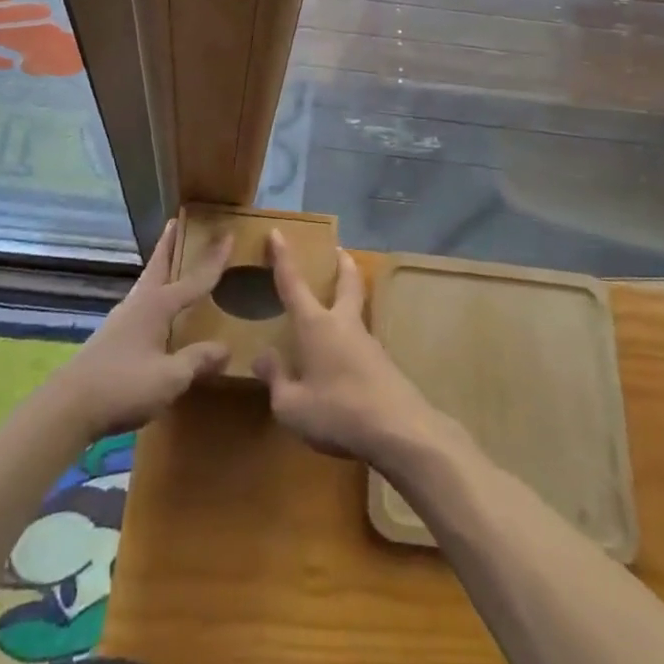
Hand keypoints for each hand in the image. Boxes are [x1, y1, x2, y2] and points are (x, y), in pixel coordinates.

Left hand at [52, 222, 231, 438]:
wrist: (69, 407)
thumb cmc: (123, 385)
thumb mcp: (169, 378)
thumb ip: (197, 360)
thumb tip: (226, 348)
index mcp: (157, 306)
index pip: (194, 279)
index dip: (214, 260)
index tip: (228, 235)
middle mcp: (139, 304)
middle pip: (158, 266)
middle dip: (169, 244)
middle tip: (176, 222)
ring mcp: (121, 319)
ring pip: (147, 284)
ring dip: (160, 268)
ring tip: (170, 261)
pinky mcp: (111, 337)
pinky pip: (140, 304)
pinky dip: (153, 294)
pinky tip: (155, 310)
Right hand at [252, 232, 454, 474]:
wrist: (400, 430)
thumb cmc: (337, 412)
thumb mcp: (291, 405)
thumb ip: (276, 379)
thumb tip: (263, 357)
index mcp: (316, 325)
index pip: (293, 283)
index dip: (282, 258)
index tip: (278, 232)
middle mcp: (343, 324)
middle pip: (346, 284)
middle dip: (341, 265)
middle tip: (339, 251)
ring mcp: (368, 343)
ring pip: (356, 312)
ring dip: (349, 300)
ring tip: (337, 308)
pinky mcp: (384, 365)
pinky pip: (361, 343)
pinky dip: (351, 339)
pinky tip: (344, 361)